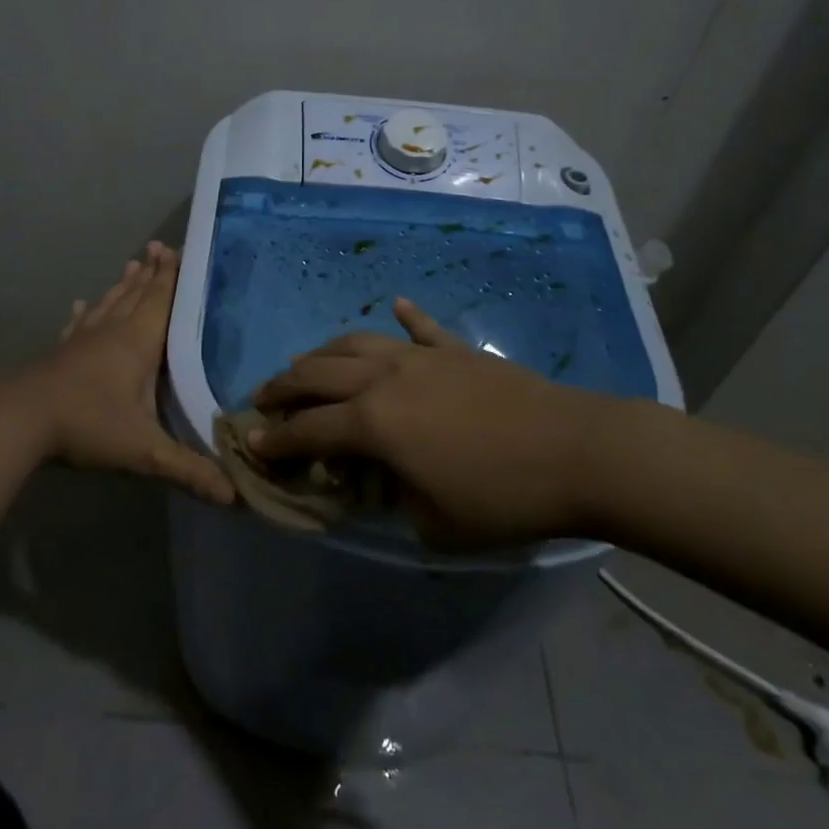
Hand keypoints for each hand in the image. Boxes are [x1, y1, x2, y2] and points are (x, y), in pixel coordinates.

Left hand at [15, 242, 234, 503]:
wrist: (20, 421)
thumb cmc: (88, 425)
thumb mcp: (144, 451)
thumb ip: (189, 469)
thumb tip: (235, 496)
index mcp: (138, 343)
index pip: (162, 301)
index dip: (173, 277)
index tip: (179, 250)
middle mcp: (112, 331)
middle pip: (137, 294)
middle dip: (152, 272)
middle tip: (160, 247)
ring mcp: (82, 339)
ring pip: (110, 303)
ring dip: (124, 284)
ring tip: (132, 264)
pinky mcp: (60, 352)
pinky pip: (79, 324)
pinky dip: (86, 312)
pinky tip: (83, 304)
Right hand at [251, 298, 638, 546]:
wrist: (576, 452)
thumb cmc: (502, 497)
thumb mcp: (433, 522)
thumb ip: (390, 500)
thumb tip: (375, 481)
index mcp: (374, 423)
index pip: (308, 429)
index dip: (275, 440)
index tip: (251, 443)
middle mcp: (385, 378)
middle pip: (318, 373)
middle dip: (283, 386)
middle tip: (264, 397)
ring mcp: (421, 357)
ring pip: (355, 343)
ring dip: (323, 353)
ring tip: (306, 363)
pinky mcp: (456, 351)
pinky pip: (422, 329)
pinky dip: (405, 318)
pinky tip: (396, 305)